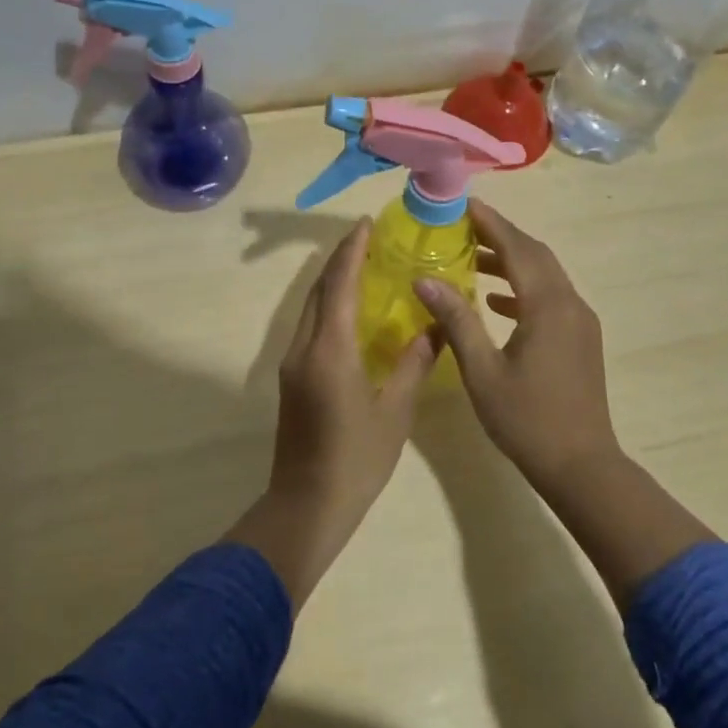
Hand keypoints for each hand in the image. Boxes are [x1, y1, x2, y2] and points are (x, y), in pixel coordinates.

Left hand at [226, 220, 436, 610]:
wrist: (307, 503)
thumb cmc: (357, 458)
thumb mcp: (394, 410)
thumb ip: (414, 363)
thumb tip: (435, 326)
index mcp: (330, 349)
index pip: (339, 284)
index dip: (352, 250)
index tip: (366, 224)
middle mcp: (304, 346)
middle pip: (320, 289)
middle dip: (341, 259)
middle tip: (370, 240)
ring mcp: (292, 362)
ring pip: (311, 307)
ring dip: (333, 281)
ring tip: (363, 266)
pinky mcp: (291, 378)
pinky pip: (310, 326)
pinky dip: (329, 306)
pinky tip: (351, 313)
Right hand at [416, 200, 716, 607]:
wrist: (581, 465)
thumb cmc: (526, 419)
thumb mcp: (482, 370)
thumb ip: (456, 319)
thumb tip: (425, 279)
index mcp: (547, 306)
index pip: (517, 247)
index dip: (490, 222)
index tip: (463, 203)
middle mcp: (569, 304)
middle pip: (535, 254)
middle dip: (500, 235)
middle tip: (463, 226)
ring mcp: (580, 321)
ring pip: (545, 275)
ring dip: (511, 261)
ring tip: (472, 257)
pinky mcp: (580, 338)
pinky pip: (550, 297)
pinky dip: (522, 288)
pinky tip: (495, 300)